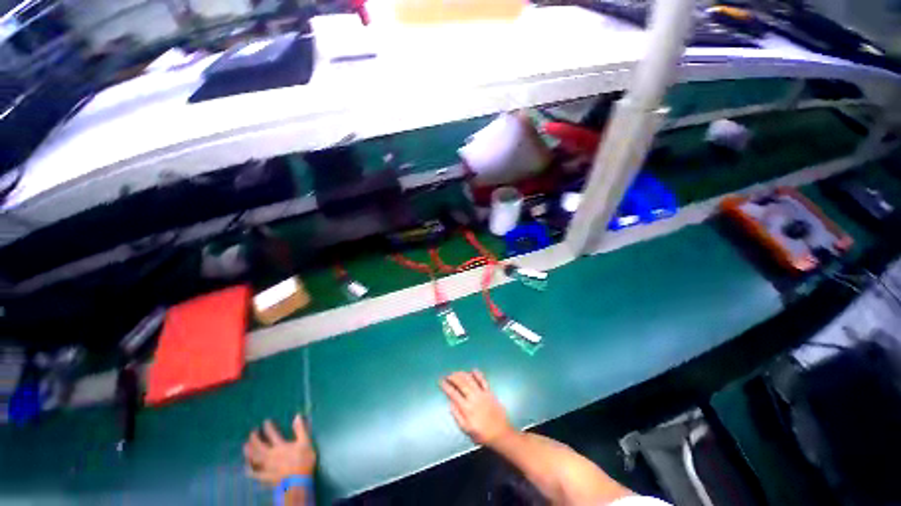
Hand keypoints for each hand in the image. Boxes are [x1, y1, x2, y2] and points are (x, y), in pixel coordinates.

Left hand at [244, 415, 315, 485]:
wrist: (298, 482)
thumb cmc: (303, 461)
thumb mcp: (305, 442)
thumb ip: (300, 429)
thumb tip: (296, 416)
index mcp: (280, 446)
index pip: (272, 434)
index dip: (268, 427)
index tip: (265, 422)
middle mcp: (271, 455)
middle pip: (260, 446)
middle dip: (255, 438)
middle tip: (252, 432)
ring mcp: (266, 467)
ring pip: (255, 458)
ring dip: (249, 452)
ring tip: (245, 446)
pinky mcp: (265, 476)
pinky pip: (255, 473)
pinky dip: (250, 470)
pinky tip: (246, 467)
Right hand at [441, 370, 516, 445]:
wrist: (501, 433)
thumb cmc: (482, 434)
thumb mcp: (466, 429)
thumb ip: (457, 415)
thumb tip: (450, 403)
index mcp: (466, 408)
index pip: (453, 393)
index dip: (446, 386)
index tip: (441, 381)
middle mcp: (473, 398)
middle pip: (461, 383)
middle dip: (453, 377)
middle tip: (447, 375)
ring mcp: (482, 393)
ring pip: (470, 379)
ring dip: (462, 374)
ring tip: (456, 372)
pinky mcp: (489, 392)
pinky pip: (483, 380)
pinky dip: (477, 374)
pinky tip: (473, 370)